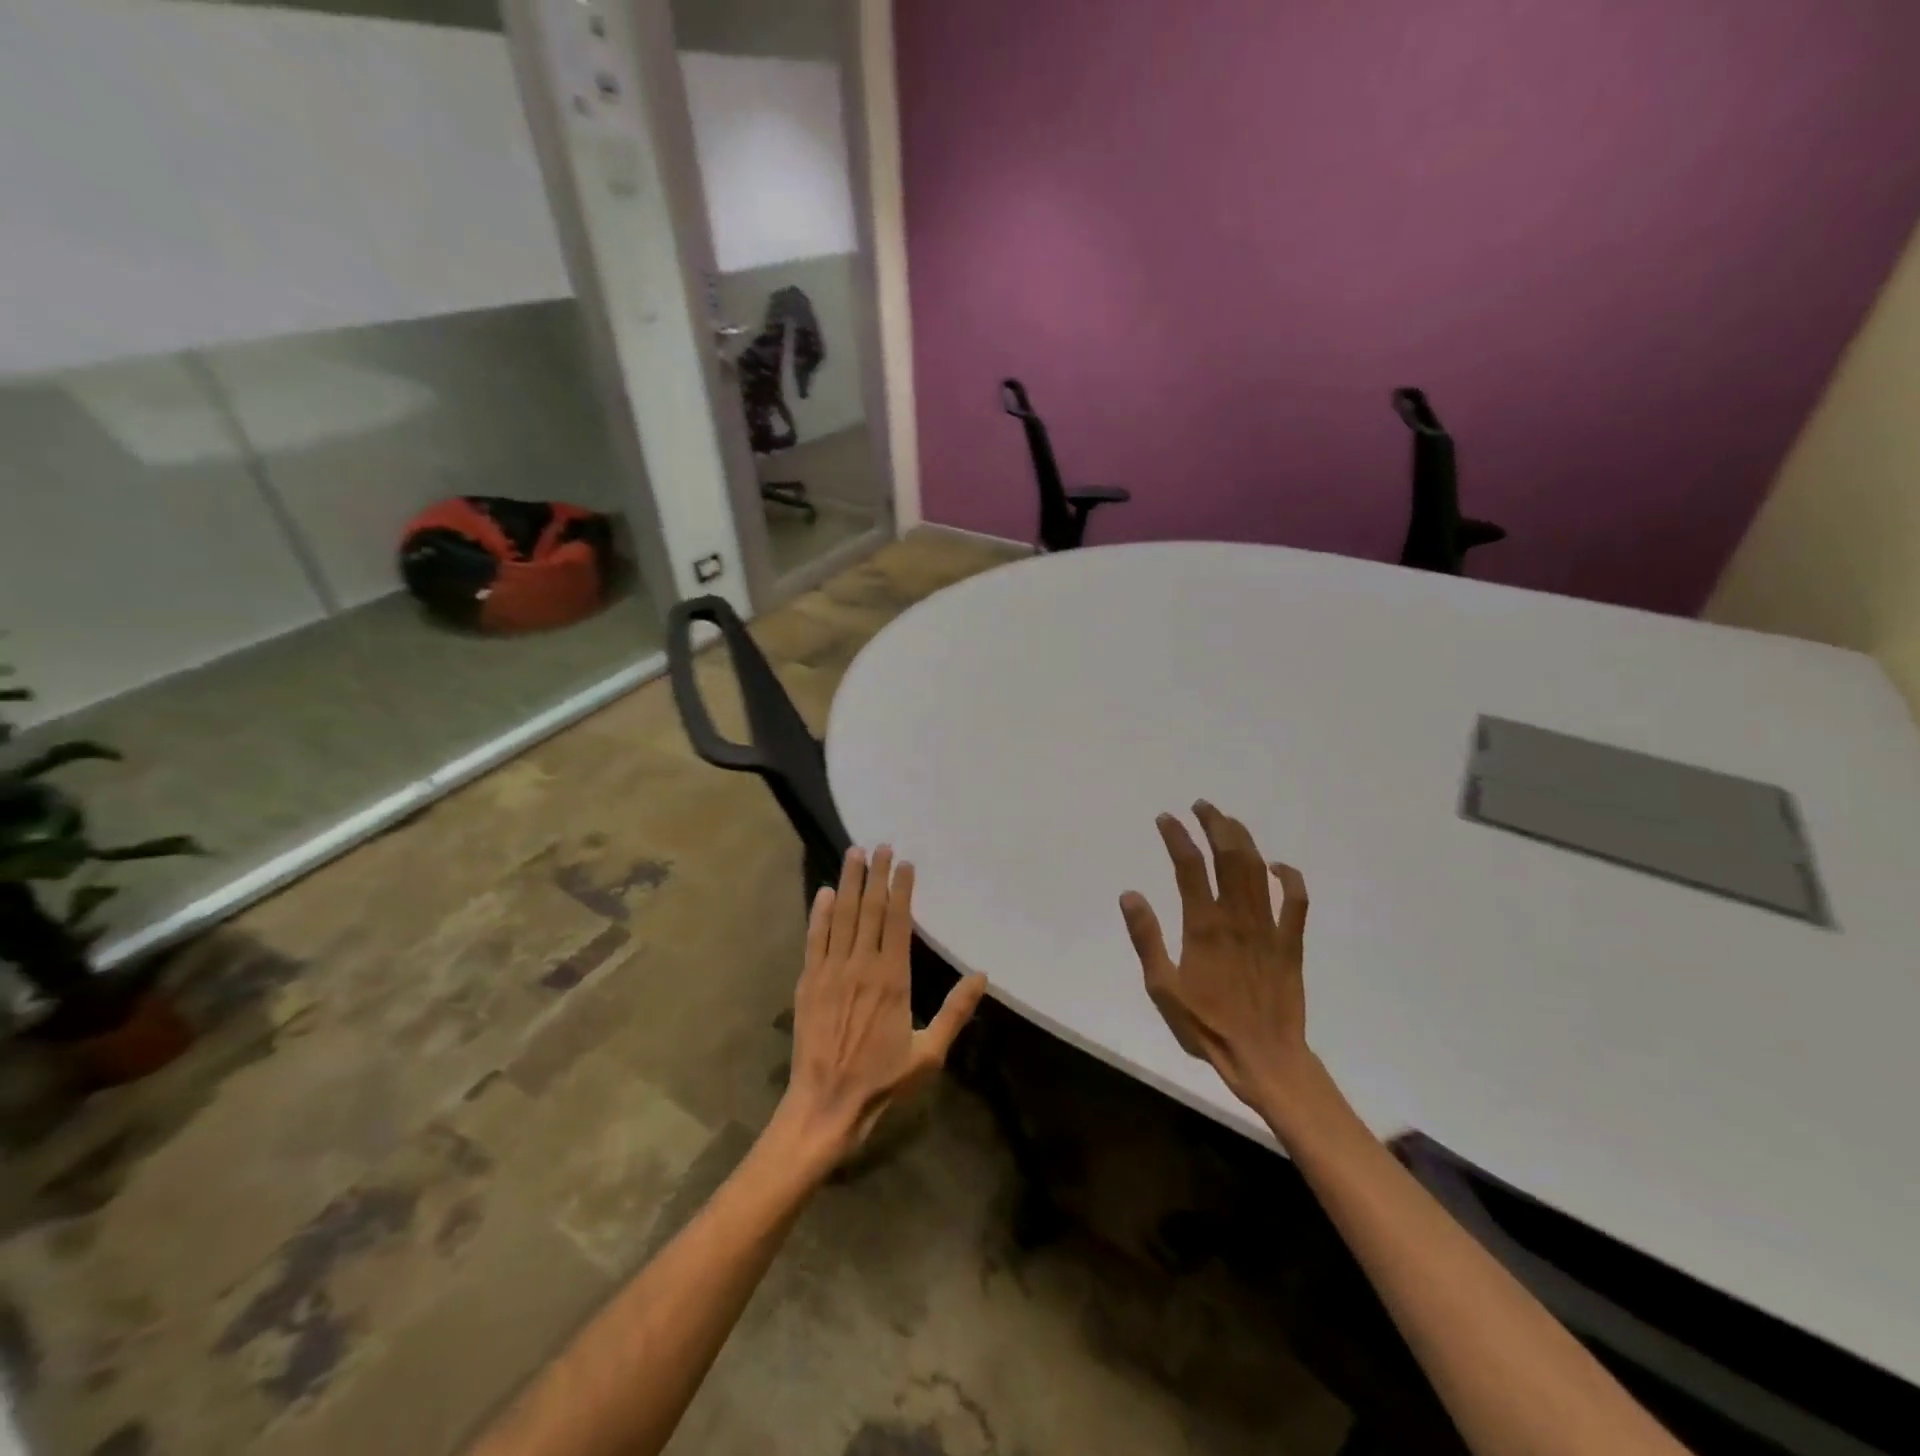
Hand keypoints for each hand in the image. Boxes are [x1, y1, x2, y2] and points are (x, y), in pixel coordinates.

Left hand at [780, 846, 988, 1164]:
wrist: (826, 1104)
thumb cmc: (882, 1079)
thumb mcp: (928, 1052)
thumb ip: (955, 1011)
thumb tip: (981, 975)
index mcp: (892, 979)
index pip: (898, 922)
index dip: (901, 890)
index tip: (905, 864)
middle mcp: (861, 966)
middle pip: (869, 910)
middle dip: (876, 875)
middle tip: (880, 845)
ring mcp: (830, 972)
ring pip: (842, 917)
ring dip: (848, 883)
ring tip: (854, 854)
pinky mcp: (808, 982)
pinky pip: (815, 939)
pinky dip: (819, 914)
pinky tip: (824, 893)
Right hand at [1119, 801, 1312, 1111]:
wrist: (1264, 1058)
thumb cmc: (1207, 1026)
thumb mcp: (1162, 987)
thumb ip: (1146, 939)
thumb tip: (1130, 895)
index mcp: (1203, 926)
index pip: (1189, 867)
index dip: (1177, 837)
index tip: (1165, 818)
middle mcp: (1237, 917)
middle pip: (1229, 856)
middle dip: (1214, 824)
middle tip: (1201, 806)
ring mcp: (1268, 927)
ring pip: (1258, 869)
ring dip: (1243, 839)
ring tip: (1227, 821)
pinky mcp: (1290, 942)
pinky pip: (1296, 901)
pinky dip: (1289, 877)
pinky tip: (1277, 866)